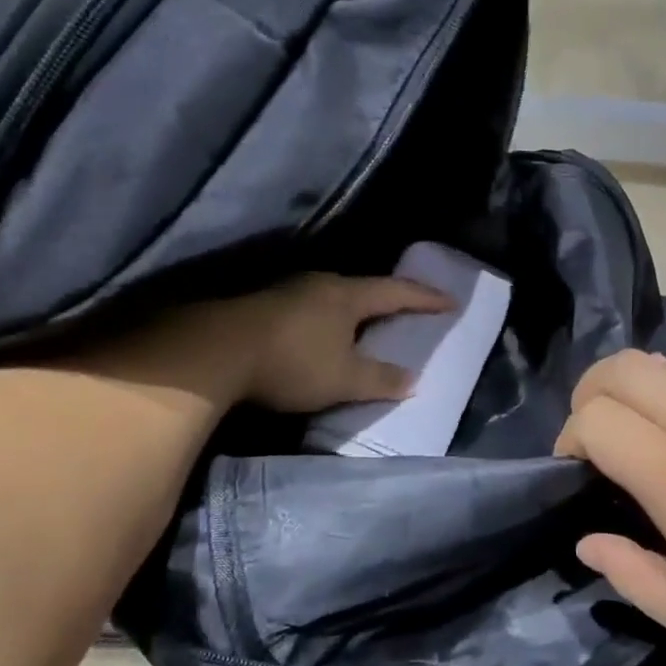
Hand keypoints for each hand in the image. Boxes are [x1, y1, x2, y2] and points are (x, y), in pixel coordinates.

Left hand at [216, 272, 451, 413]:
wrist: (215, 352)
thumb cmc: (292, 362)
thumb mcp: (344, 379)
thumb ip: (381, 379)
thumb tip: (412, 381)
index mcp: (348, 295)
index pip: (397, 292)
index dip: (426, 298)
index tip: (450, 301)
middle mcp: (322, 284)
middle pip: (364, 289)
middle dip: (388, 301)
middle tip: (406, 313)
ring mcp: (289, 291)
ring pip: (333, 298)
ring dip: (353, 311)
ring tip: (365, 326)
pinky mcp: (264, 306)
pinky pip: (309, 309)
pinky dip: (326, 321)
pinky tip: (320, 336)